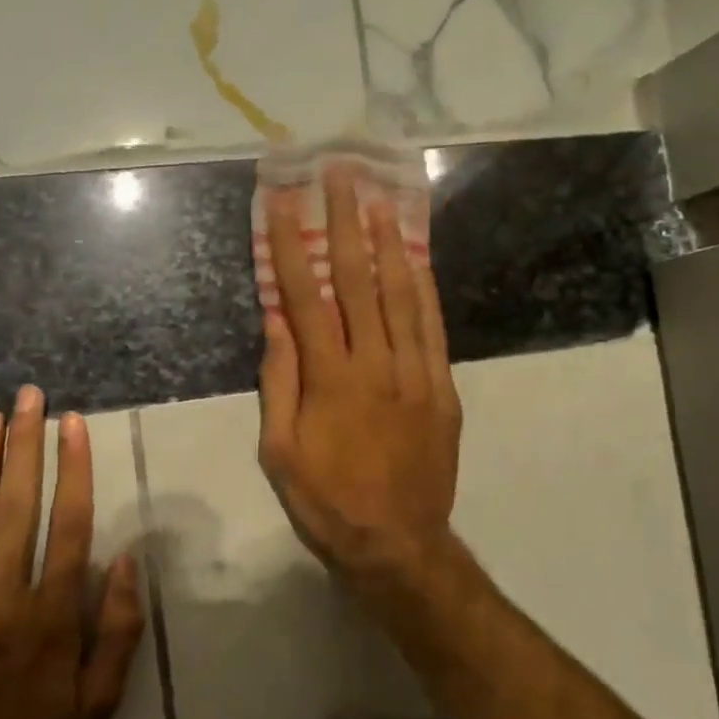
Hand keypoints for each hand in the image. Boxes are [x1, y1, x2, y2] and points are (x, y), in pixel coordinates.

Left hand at [0, 388, 145, 718]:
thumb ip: (116, 628)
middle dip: (24, 448)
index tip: (72, 425)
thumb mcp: (101, 702)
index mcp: (52, 616)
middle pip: (17, 509)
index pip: (69, 524)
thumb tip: (125, 558)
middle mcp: (3, 601)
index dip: (72, 469)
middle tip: (27, 398)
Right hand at [257, 165, 463, 610]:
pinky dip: (425, 288)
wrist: (397, 543)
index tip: (283, 202)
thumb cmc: (327, 502)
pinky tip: (417, 258)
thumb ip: (280, 382)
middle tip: (342, 176)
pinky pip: (433, 328)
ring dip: (390, 243)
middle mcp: (374, 364)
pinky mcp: (442, 388)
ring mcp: (415, 373)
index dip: (291, 245)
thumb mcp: (280, 452)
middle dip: (346, 223)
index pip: (306, 297)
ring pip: (402, 295)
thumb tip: (276, 321)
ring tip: (381, 200)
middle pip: (358, 281)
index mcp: (328, 379)